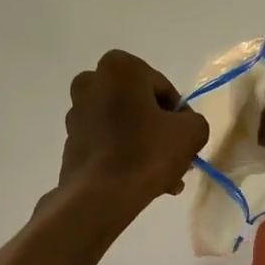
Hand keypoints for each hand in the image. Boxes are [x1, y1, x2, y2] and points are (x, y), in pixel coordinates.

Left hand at [56, 50, 210, 213]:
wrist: (100, 196)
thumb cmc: (146, 153)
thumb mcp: (191, 131)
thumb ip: (193, 119)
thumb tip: (182, 125)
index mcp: (119, 67)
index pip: (162, 87)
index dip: (177, 114)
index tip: (182, 138)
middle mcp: (91, 81)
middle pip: (139, 105)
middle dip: (158, 130)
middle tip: (176, 158)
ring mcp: (77, 112)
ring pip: (123, 125)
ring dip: (144, 145)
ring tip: (163, 178)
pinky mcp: (70, 140)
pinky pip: (107, 142)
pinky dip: (123, 155)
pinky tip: (141, 180)